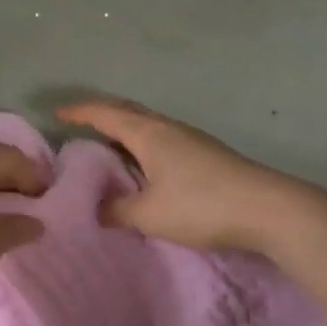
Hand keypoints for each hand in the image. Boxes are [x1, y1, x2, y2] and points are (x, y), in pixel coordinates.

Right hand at [58, 100, 302, 253]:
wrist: (268, 208)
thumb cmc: (201, 205)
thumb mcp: (150, 214)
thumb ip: (118, 210)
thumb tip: (97, 209)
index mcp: (148, 134)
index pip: (105, 113)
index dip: (80, 111)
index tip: (58, 112)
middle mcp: (168, 127)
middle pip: (128, 111)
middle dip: (101, 113)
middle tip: (80, 122)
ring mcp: (191, 138)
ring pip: (148, 125)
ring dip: (125, 129)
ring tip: (109, 145)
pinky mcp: (206, 153)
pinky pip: (163, 138)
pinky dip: (143, 143)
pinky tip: (146, 164)